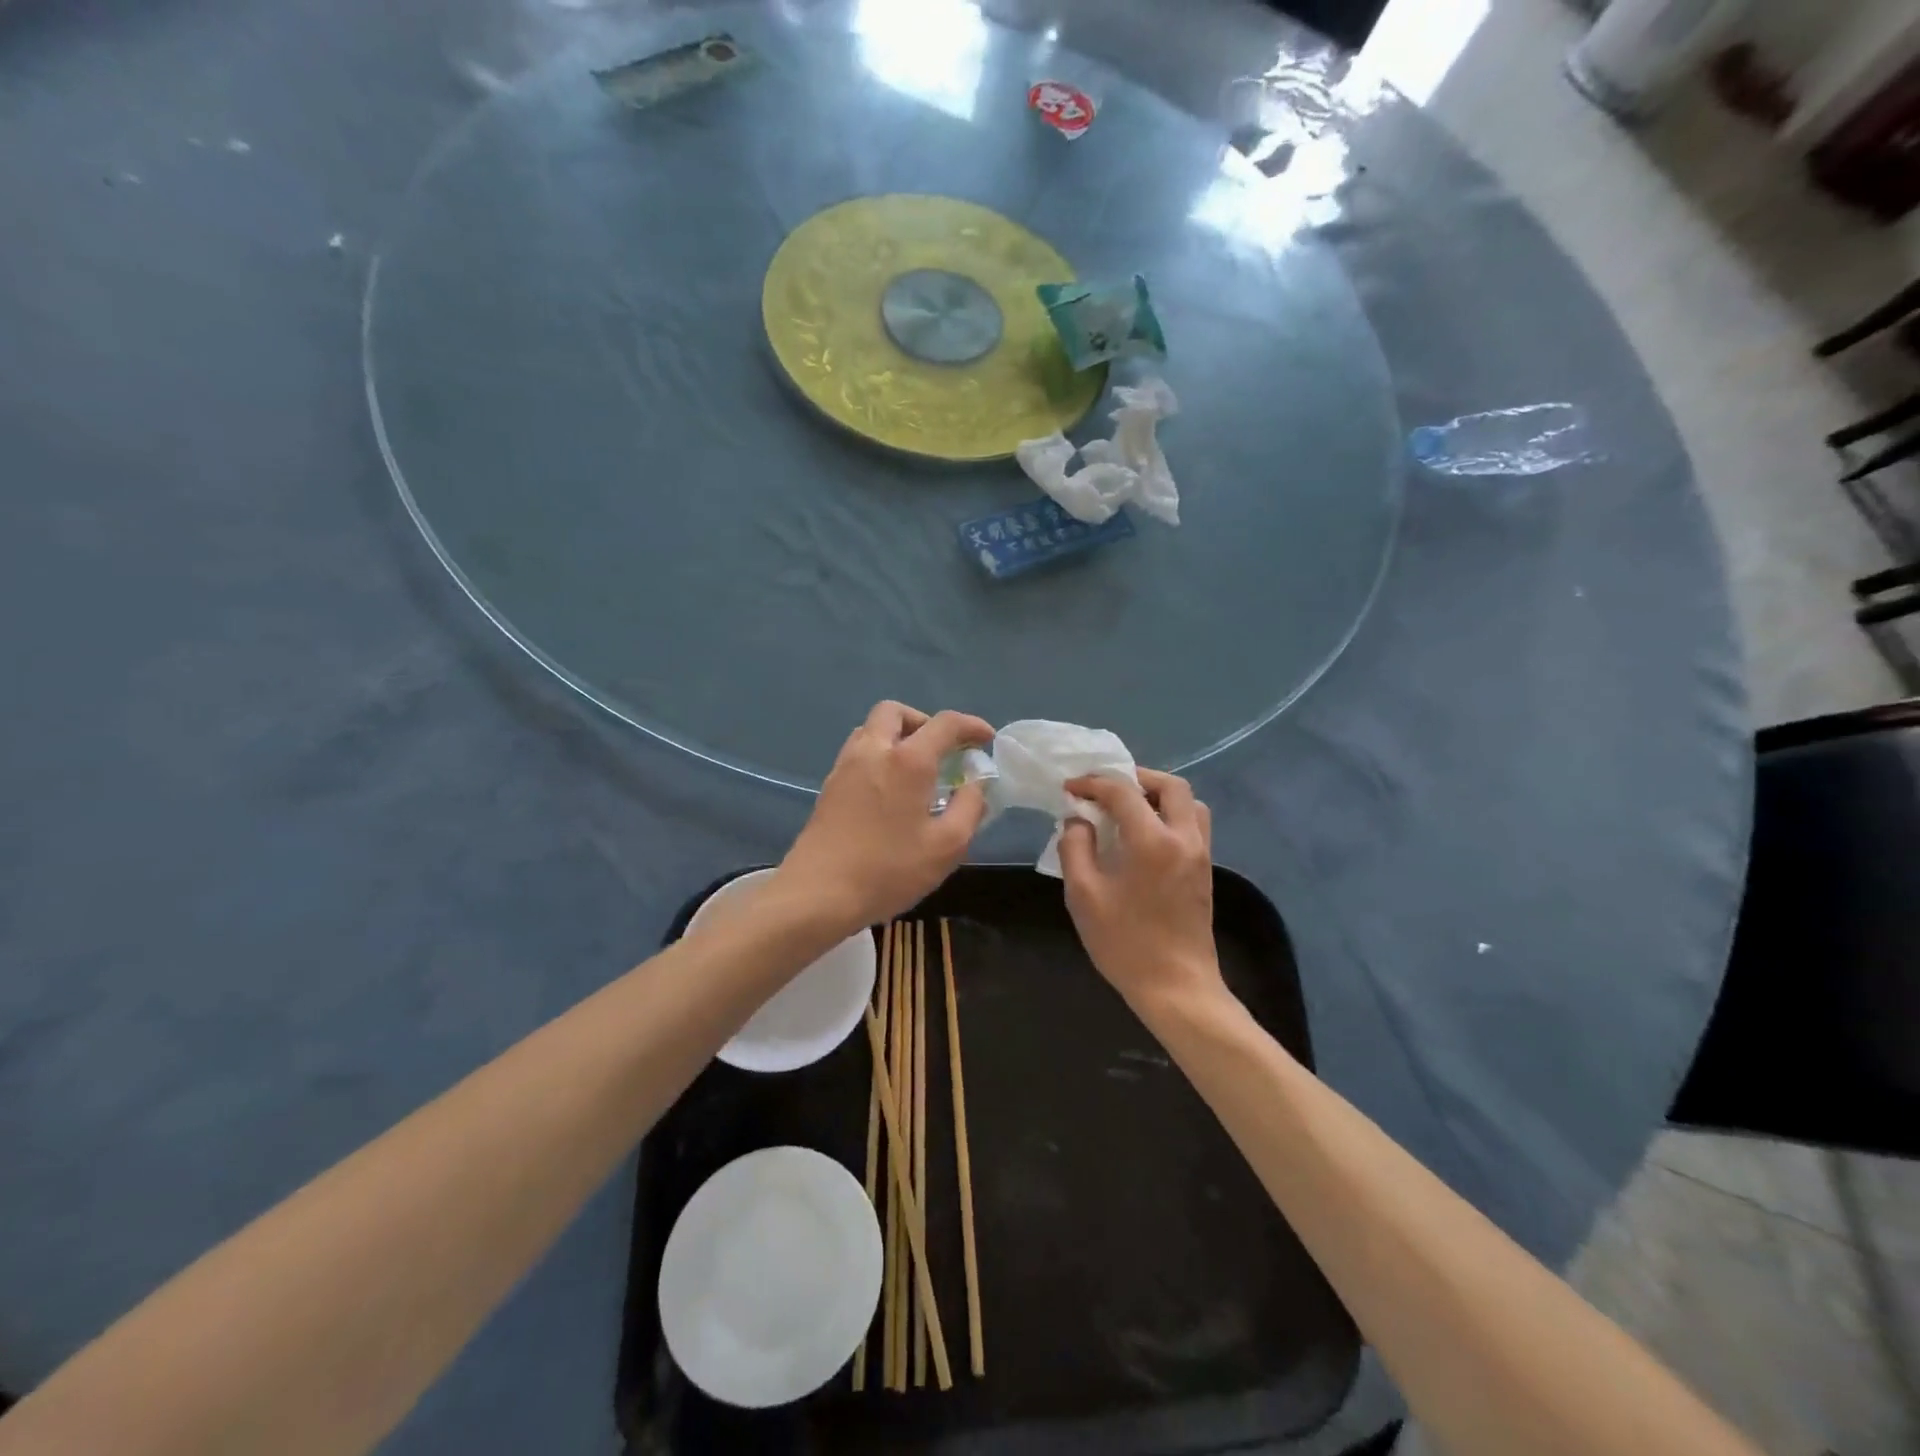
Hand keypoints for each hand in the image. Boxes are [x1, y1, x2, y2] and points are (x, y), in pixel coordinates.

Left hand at [778, 701, 995, 933]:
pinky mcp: (829, 787)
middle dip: (924, 722)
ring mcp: (845, 767)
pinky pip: (858, 753)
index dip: (971, 725)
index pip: (945, 723)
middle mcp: (873, 751)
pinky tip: (891, 792)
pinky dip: (879, 756)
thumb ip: (970, 807)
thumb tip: (977, 783)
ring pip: (871, 730)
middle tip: (942, 751)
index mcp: (907, 760)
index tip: (986, 739)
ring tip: (917, 771)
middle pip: (895, 712)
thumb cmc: (889, 870)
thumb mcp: (947, 846)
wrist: (818, 894)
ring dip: (898, 737)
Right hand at [1057, 768, 1225, 1017]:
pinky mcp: (1205, 870)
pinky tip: (1144, 834)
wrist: (1176, 987)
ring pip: (1189, 802)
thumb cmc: (1125, 943)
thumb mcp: (1084, 895)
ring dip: (1158, 794)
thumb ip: (1075, 848)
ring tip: (1128, 807)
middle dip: (1135, 777)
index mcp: (1153, 841)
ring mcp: (1201, 853)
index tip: (1070, 788)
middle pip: (1169, 785)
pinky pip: (1193, 824)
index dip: (1093, 783)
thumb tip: (1077, 821)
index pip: (1122, 792)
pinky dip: (1170, 814)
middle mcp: (1184, 838)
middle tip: (1105, 788)